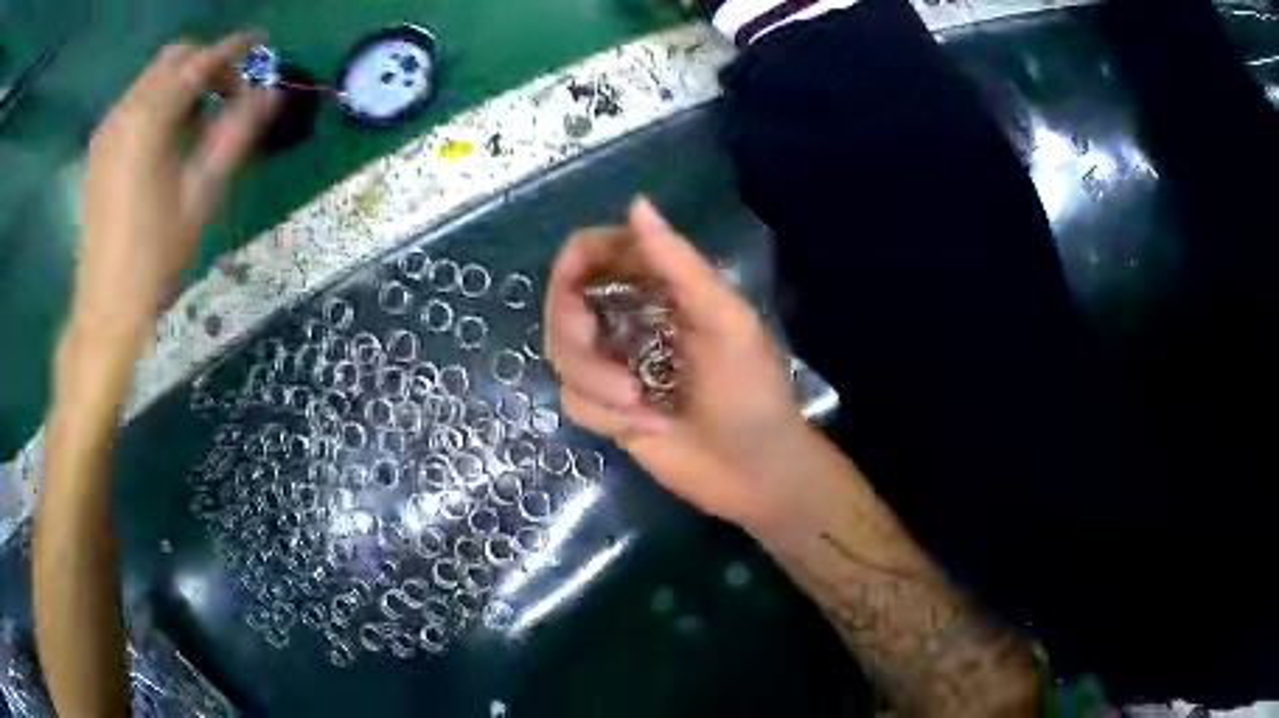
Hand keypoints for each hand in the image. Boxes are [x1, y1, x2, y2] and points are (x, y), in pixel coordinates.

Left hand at [76, 33, 277, 330]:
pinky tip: (168, 136)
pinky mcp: (99, 149)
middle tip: (229, 94)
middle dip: (206, 64)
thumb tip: (270, 94)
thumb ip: (235, 135)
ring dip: (183, 83)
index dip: (234, 48)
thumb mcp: (201, 195)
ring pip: (153, 78)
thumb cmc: (154, 258)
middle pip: (174, 59)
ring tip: (200, 120)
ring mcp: (108, 129)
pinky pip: (135, 101)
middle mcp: (125, 111)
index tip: (261, 43)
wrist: (105, 308)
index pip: (200, 62)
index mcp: (149, 119)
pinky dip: (159, 102)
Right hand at [545, 198, 819, 528]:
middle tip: (618, 374)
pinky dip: (605, 414)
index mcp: (657, 285)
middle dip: (578, 341)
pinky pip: (573, 398)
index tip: (572, 291)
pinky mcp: (605, 405)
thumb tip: (636, 202)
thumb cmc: (751, 389)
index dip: (572, 265)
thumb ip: (679, 264)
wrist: (752, 469)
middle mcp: (626, 315)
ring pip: (561, 355)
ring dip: (597, 385)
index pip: (592, 252)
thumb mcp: (725, 320)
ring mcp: (612, 361)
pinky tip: (646, 426)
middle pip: (562, 305)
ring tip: (642, 406)